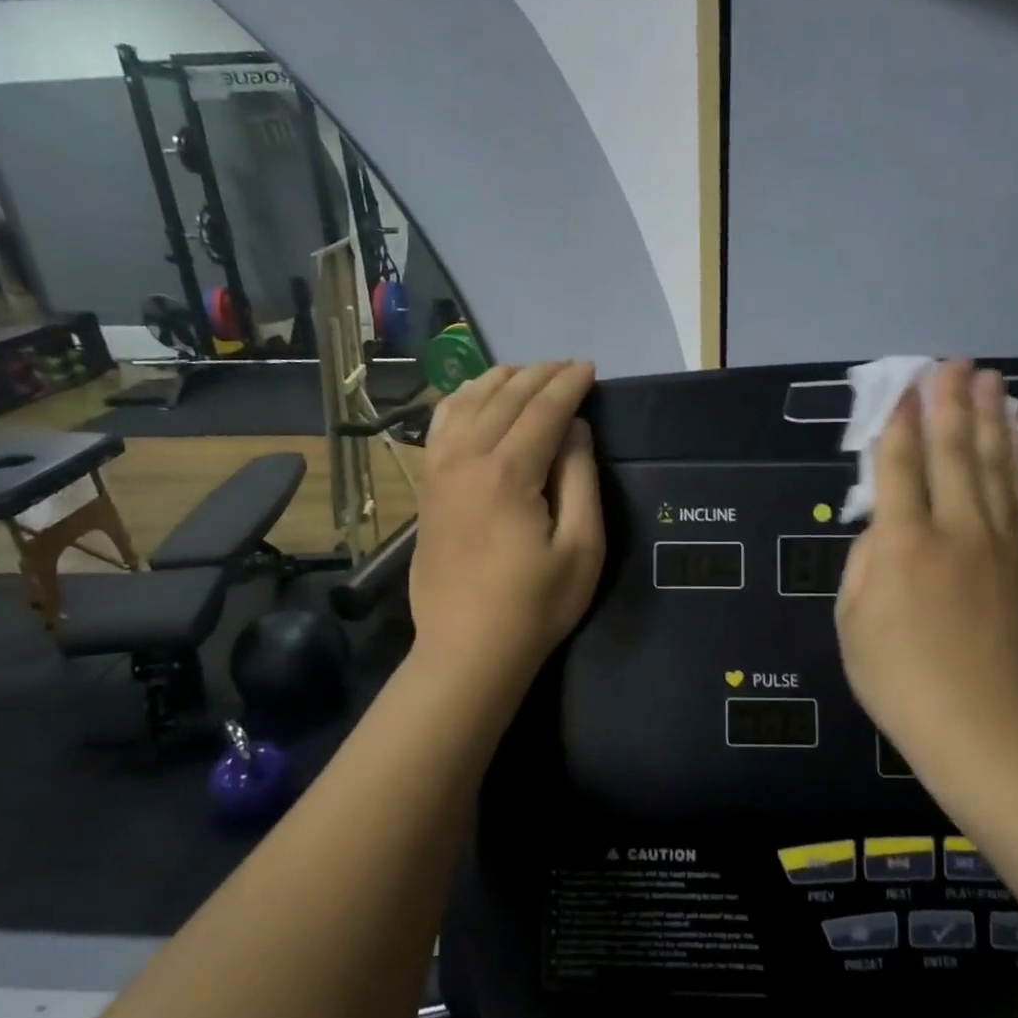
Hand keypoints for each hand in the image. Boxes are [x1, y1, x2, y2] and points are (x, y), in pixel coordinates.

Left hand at [410, 361, 604, 677]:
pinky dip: (460, 402)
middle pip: (504, 399)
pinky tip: (473, 398)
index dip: (569, 385)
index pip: (543, 410)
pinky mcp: (427, 489)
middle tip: (566, 366)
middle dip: (538, 375)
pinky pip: (440, 427)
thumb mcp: (582, 548)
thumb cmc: (535, 605)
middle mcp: (467, 460)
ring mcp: (439, 472)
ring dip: (498, 381)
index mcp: (508, 473)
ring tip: (525, 372)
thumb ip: (580, 480)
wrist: (467, 650)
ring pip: (466, 404)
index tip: (589, 368)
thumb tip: (574, 429)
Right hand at [836, 361, 1017, 770]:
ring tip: (991, 381)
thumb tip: (881, 529)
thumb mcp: (851, 622)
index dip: (899, 424)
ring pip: (995, 468)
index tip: (905, 388)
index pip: (899, 468)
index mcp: (901, 544)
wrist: (978, 723)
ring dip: (990, 420)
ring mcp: (997, 545)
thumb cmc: (897, 677)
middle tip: (954, 364)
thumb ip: (863, 564)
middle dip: (950, 404)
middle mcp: (953, 530)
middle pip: (953, 454)